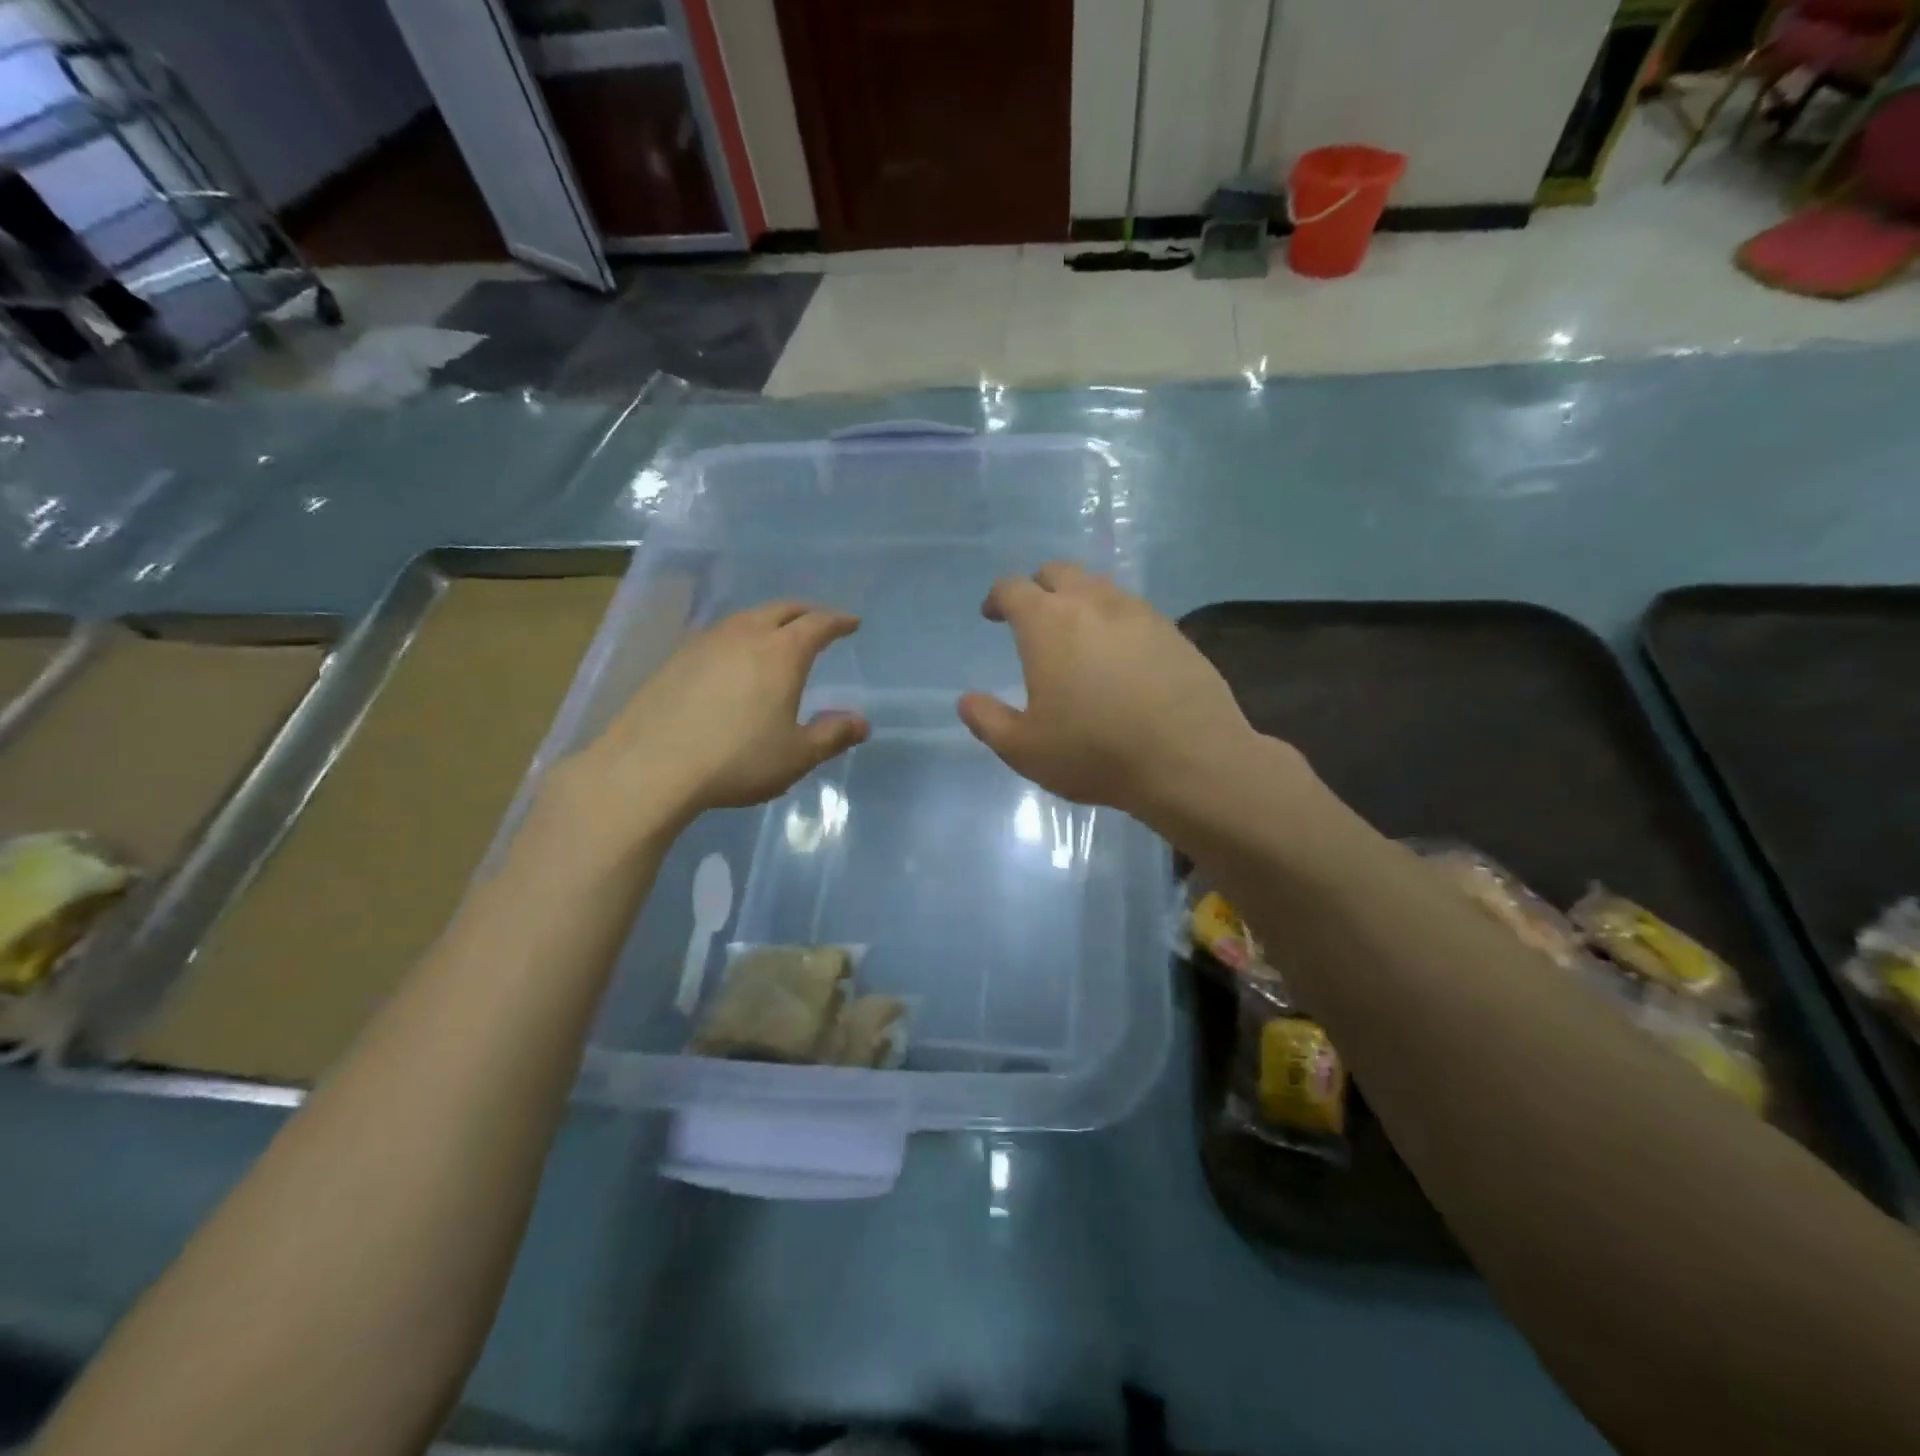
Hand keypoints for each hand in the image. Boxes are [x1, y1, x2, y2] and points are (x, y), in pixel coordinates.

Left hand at [551, 602, 867, 847]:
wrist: (650, 767)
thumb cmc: (736, 760)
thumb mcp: (796, 756)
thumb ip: (832, 735)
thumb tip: (861, 722)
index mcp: (782, 653)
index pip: (818, 624)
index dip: (838, 621)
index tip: (851, 624)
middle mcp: (746, 635)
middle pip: (782, 609)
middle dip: (806, 612)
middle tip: (819, 622)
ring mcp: (706, 642)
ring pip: (747, 617)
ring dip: (770, 620)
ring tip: (777, 636)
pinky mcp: (677, 657)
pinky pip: (720, 633)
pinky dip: (740, 635)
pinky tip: (734, 658)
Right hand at [959, 564, 1281, 824]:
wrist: (1188, 759)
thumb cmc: (1094, 752)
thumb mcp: (1024, 748)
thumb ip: (988, 720)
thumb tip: (967, 700)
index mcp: (1048, 623)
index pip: (1013, 588)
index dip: (997, 598)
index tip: (992, 615)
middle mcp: (1092, 603)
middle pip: (1058, 572)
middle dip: (1038, 587)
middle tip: (1033, 617)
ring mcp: (1138, 612)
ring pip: (1099, 586)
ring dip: (1079, 599)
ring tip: (1076, 634)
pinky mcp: (1173, 630)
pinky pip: (1133, 610)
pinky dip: (1114, 619)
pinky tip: (1119, 654)